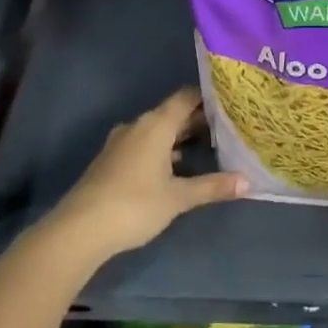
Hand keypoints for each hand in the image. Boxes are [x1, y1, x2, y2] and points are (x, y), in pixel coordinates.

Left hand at [42, 88, 245, 267]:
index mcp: (156, 125)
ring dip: (180, 137)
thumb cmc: (134, 205)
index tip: (231, 102)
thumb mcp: (178, 197)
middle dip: (198, 120)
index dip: (209, 97)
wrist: (80, 230)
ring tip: (209, 146)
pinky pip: (145, 145)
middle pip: (173, 114)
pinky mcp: (112, 161)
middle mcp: (138, 126)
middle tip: (228, 126)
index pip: (186, 97)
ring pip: (158, 131)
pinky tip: (177, 167)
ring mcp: (121, 143)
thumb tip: (248, 182)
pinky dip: (164, 150)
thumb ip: (212, 186)